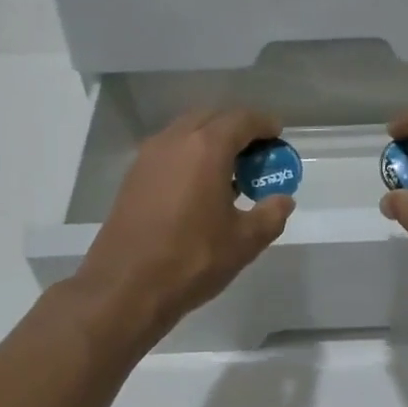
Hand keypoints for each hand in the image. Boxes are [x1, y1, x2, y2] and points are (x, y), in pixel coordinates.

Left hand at [73, 109, 293, 340]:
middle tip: (257, 153)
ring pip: (187, 131)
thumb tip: (282, 200)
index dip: (264, 124)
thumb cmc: (191, 260)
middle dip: (237, 128)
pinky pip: (169, 150)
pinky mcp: (133, 176)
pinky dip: (189, 154)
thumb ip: (270, 214)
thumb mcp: (244, 241)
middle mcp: (175, 141)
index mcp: (206, 148)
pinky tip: (200, 185)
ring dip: (211, 140)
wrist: (124, 288)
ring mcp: (148, 157)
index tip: (278, 134)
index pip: (242, 120)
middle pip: (212, 118)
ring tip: (230, 170)